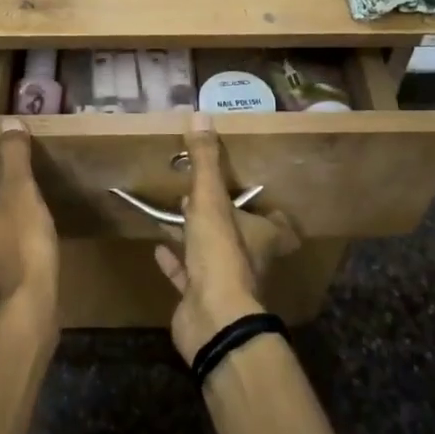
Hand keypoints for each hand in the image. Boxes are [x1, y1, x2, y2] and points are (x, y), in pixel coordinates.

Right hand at [154, 113, 300, 362]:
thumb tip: (201, 114)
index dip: (269, 209)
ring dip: (196, 237)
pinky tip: (157, 246)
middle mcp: (249, 258)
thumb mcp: (210, 200)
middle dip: (222, 216)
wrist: (212, 319)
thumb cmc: (220, 254)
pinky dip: (174, 261)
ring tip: (175, 212)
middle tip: (199, 193)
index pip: (277, 222)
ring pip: (212, 254)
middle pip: (240, 235)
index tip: (254, 192)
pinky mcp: (200, 299)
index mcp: (262, 236)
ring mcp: (225, 282)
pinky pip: (186, 275)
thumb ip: (206, 161)